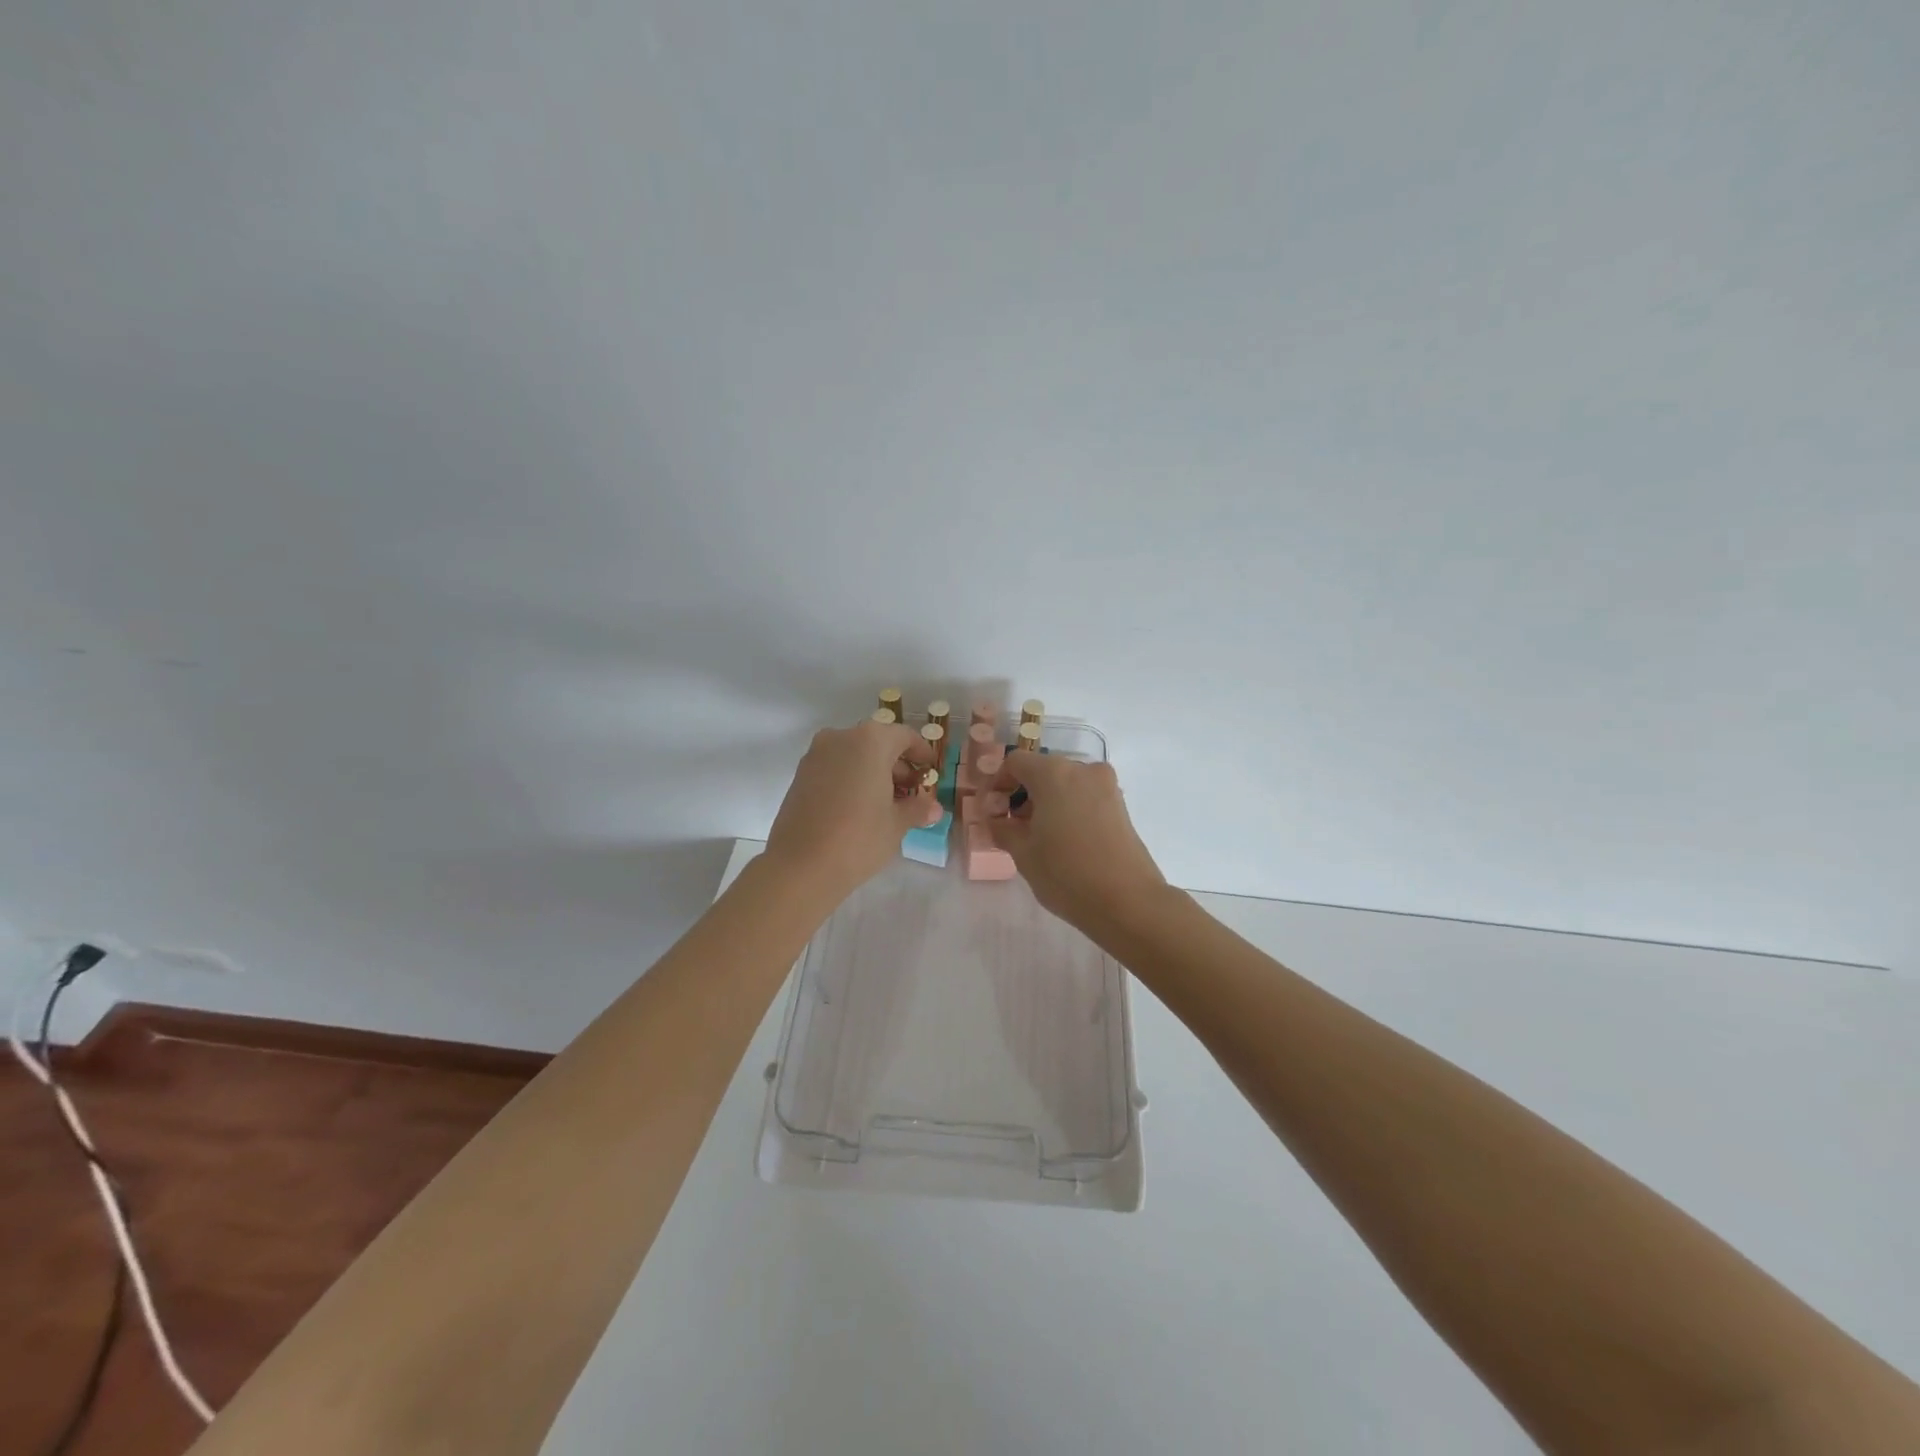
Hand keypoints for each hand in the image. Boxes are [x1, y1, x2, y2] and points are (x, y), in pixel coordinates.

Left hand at [765, 718, 936, 902]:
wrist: (800, 867)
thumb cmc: (858, 838)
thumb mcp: (897, 824)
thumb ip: (917, 808)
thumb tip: (933, 808)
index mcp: (870, 741)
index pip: (904, 737)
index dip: (922, 753)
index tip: (931, 772)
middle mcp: (840, 738)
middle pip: (878, 744)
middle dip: (898, 767)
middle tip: (912, 795)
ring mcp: (816, 755)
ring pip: (854, 756)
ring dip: (874, 774)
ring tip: (888, 805)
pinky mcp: (800, 775)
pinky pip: (835, 769)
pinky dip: (852, 780)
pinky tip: (860, 809)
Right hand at [987, 752, 1168, 931]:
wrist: (1128, 902)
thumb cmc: (1066, 873)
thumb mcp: (1023, 853)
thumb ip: (1003, 828)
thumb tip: (996, 819)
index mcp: (1054, 773)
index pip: (1015, 762)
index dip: (998, 783)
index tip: (993, 812)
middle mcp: (1083, 770)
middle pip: (1043, 771)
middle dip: (1023, 794)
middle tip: (1013, 828)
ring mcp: (1106, 786)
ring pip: (1066, 784)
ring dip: (1047, 802)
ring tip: (1039, 838)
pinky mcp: (1121, 806)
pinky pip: (1085, 797)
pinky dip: (1069, 809)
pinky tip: (1064, 841)